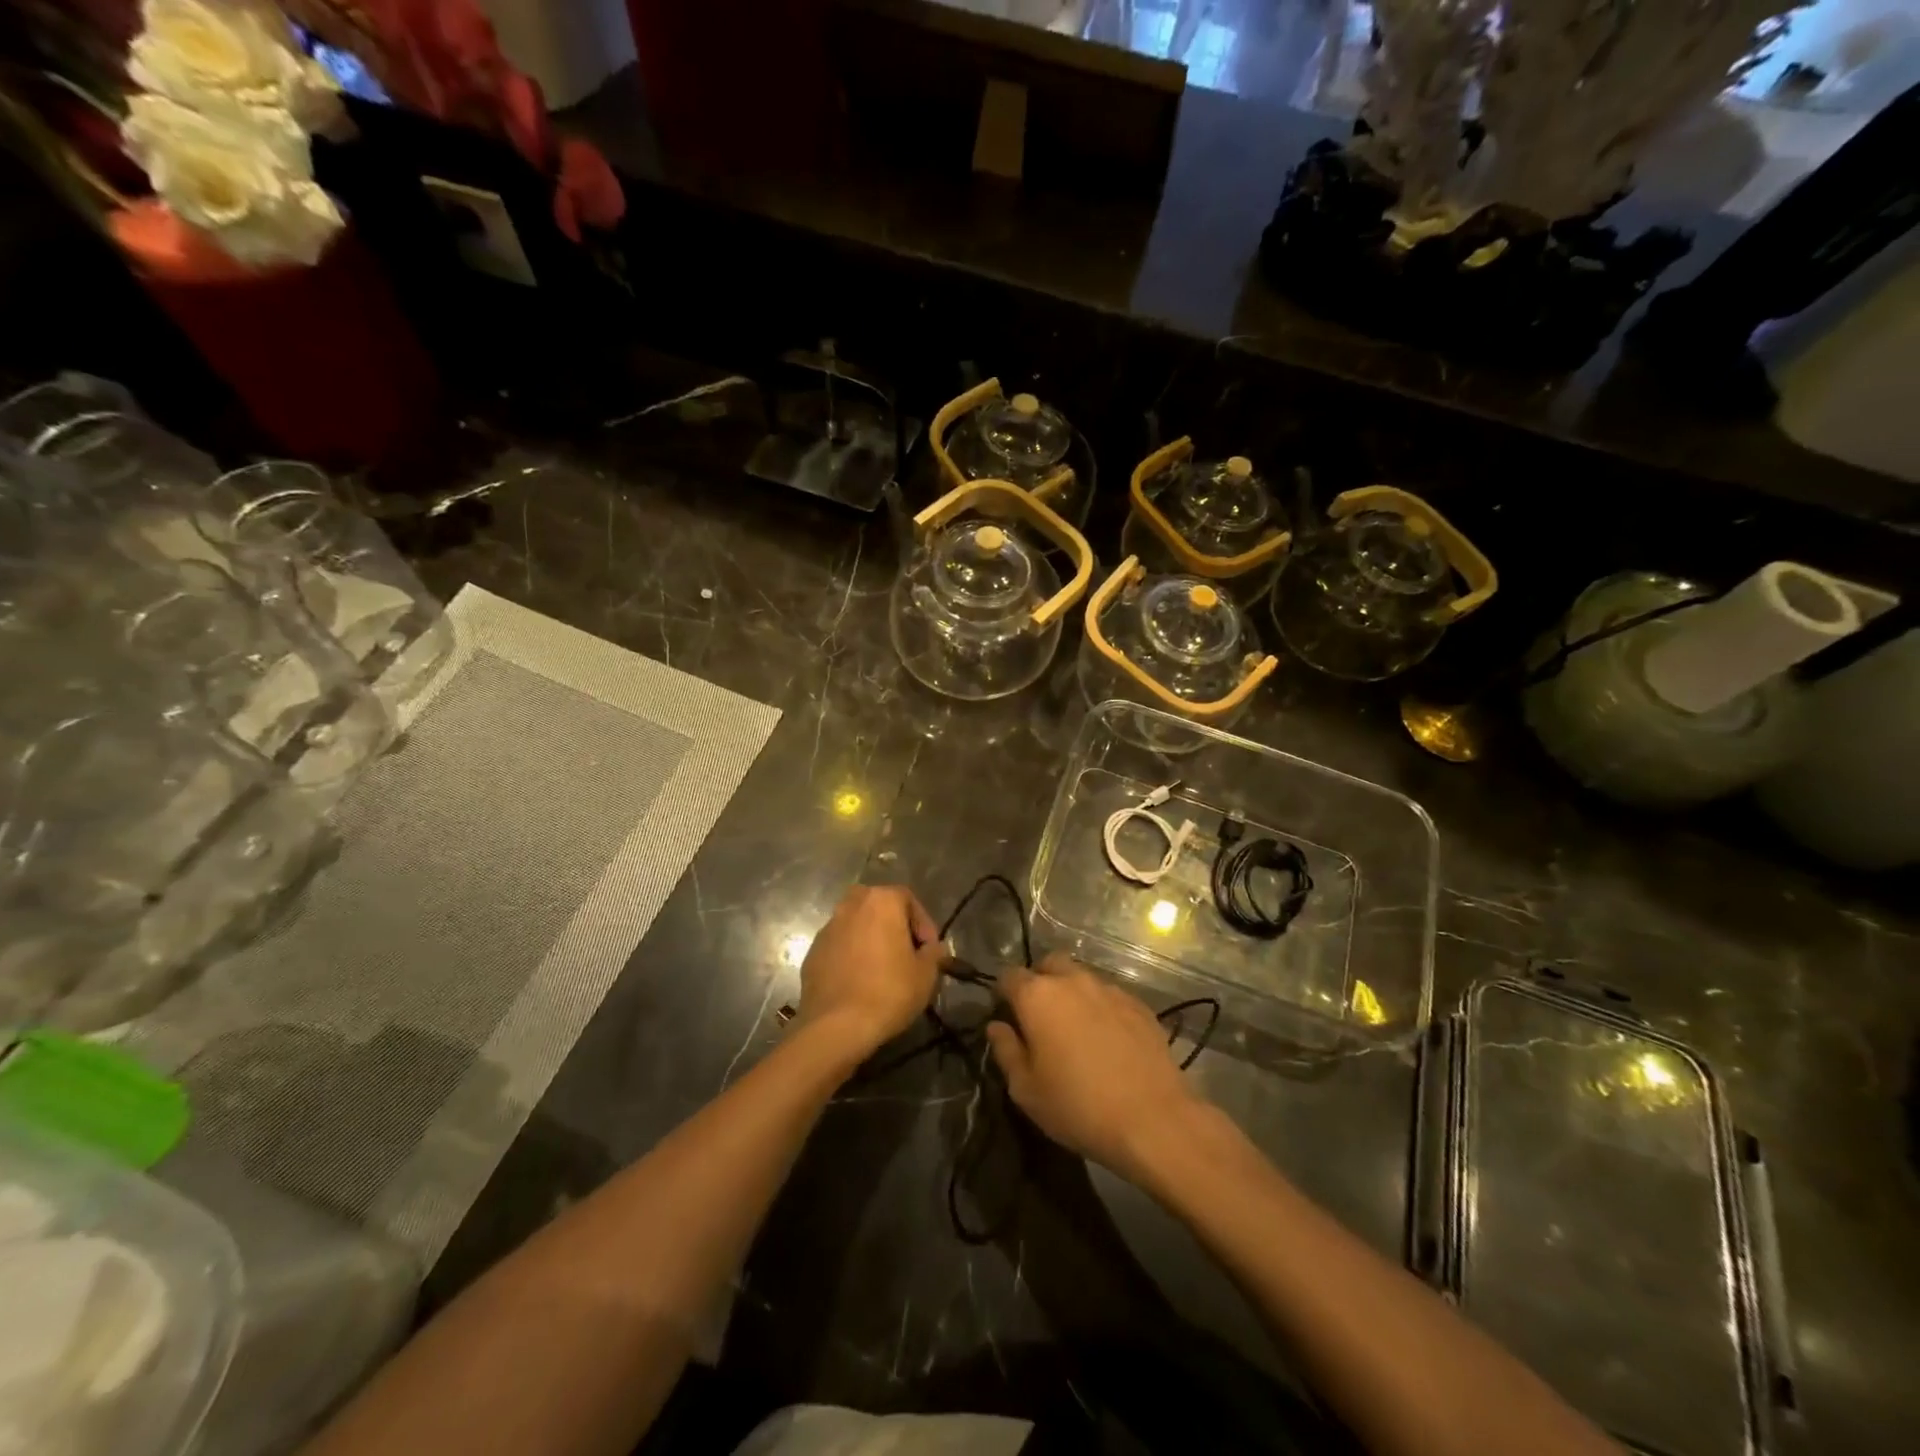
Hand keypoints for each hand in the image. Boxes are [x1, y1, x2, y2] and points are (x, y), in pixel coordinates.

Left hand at [797, 885, 943, 1059]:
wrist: (837, 1025)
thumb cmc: (889, 991)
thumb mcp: (926, 974)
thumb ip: (934, 953)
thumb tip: (933, 948)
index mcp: (881, 901)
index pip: (908, 899)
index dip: (923, 924)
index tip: (929, 949)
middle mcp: (851, 905)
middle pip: (878, 906)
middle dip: (893, 925)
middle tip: (905, 952)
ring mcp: (828, 928)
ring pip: (856, 925)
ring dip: (870, 939)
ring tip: (882, 968)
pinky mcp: (812, 952)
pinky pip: (839, 946)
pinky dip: (851, 956)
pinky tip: (859, 981)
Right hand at [986, 955, 1210, 1182]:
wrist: (1152, 1119)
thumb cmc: (1078, 1107)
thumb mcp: (1026, 1090)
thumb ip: (1006, 1050)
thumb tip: (996, 1026)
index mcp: (1037, 996)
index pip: (1009, 976)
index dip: (1003, 993)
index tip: (1006, 1016)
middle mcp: (1072, 980)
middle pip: (1048, 965)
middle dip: (1039, 982)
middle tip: (1040, 1018)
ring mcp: (1109, 989)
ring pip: (1081, 978)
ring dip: (1072, 994)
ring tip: (1076, 1030)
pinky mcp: (1138, 1004)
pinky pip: (1109, 996)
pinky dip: (1101, 1008)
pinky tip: (1107, 1039)